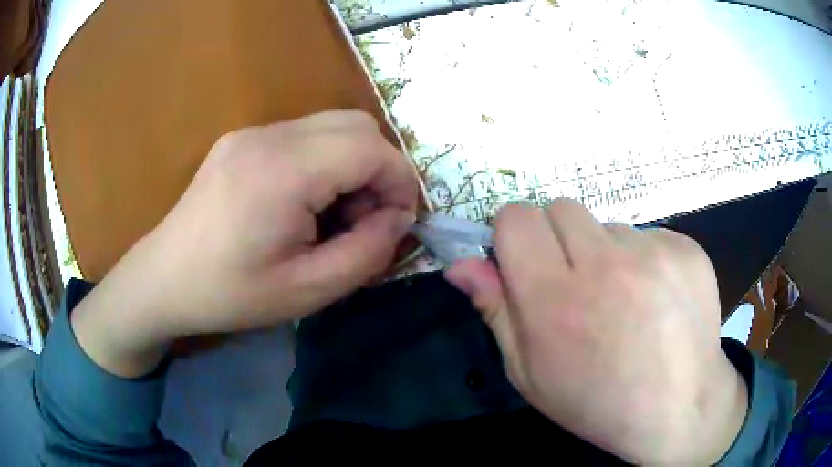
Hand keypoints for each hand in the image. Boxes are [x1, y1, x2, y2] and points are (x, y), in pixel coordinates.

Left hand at [71, 110, 418, 376]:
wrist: (164, 280)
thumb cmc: (230, 294)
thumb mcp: (309, 291)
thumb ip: (368, 253)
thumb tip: (398, 219)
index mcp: (282, 172)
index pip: (371, 148)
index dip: (400, 182)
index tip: (397, 223)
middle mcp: (269, 136)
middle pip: (357, 125)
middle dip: (380, 170)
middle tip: (367, 219)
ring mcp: (252, 132)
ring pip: (333, 126)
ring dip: (353, 165)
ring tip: (336, 215)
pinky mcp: (243, 139)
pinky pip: (305, 136)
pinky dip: (325, 163)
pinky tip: (306, 203)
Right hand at [446, 200, 747, 464]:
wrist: (679, 408)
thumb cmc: (597, 402)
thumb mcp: (531, 374)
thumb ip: (496, 312)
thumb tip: (461, 265)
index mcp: (556, 301)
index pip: (517, 219)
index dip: (513, 235)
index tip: (524, 259)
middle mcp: (606, 266)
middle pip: (560, 209)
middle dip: (557, 239)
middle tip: (576, 284)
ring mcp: (654, 254)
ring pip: (607, 225)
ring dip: (605, 253)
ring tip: (623, 300)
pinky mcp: (686, 249)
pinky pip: (648, 235)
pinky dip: (643, 259)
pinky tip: (655, 298)